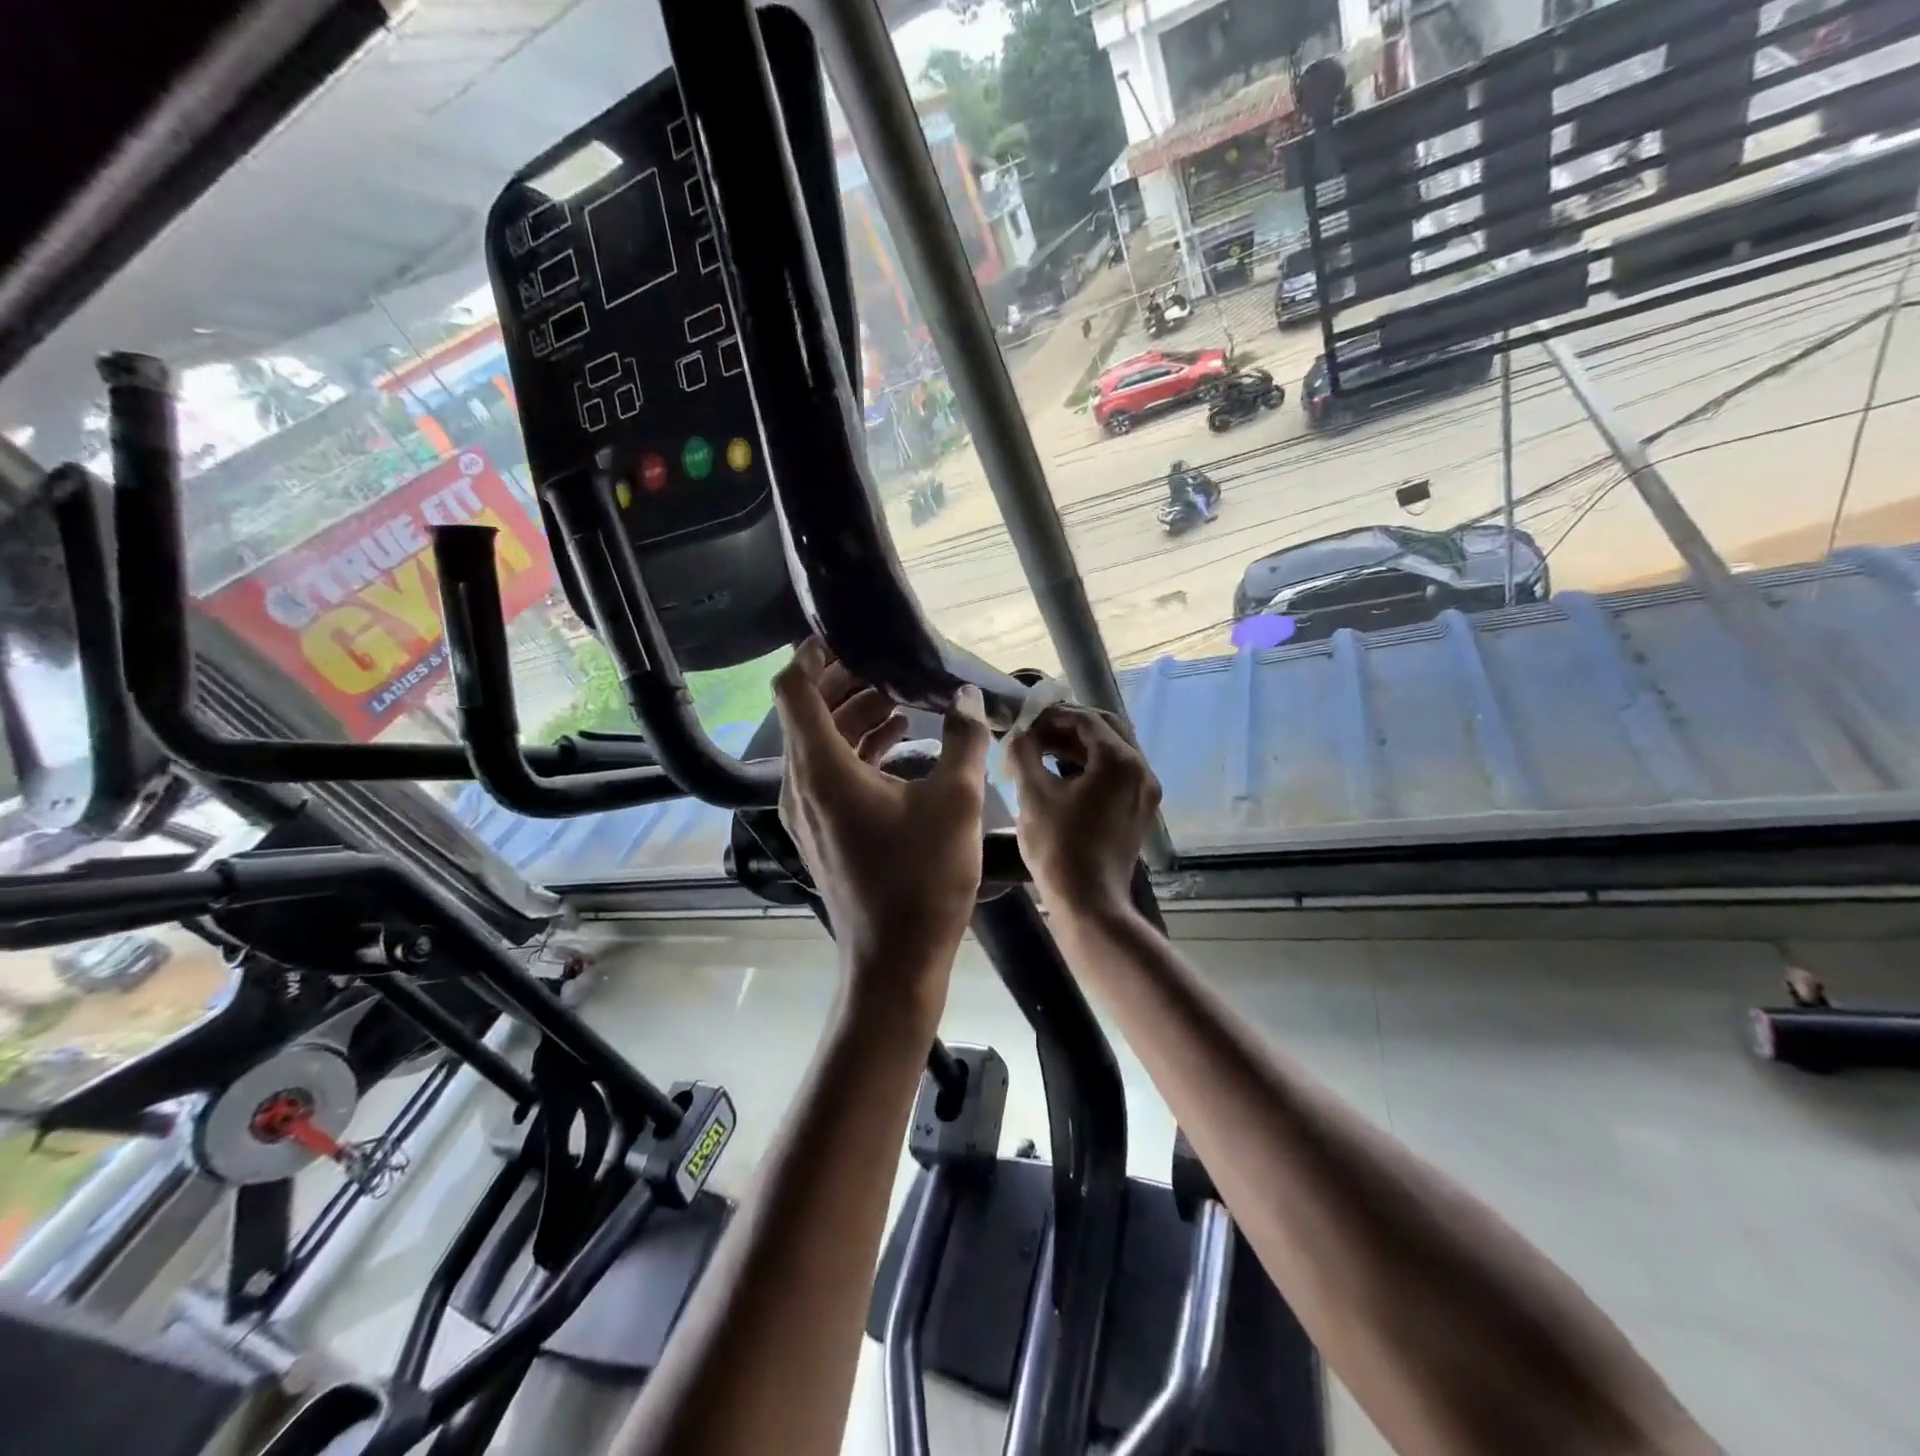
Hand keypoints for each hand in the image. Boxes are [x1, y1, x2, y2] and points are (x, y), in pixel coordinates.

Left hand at [775, 639, 990, 998]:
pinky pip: (828, 772)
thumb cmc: (923, 879)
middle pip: (806, 712)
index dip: (812, 653)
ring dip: (854, 715)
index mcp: (821, 769)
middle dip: (843, 681)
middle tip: (886, 660)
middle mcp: (801, 784)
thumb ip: (964, 739)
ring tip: (900, 696)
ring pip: (819, 743)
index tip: (845, 633)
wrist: (896, 959)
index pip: (794, 689)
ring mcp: (807, 811)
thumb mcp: (955, 801)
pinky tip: (900, 741)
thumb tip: (968, 696)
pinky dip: (857, 748)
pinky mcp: (821, 830)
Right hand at [1004, 704, 1160, 920]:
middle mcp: (1141, 769)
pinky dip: (1090, 765)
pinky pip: (1116, 773)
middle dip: (1068, 725)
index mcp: (1119, 760)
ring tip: (1042, 749)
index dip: (1052, 715)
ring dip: (1078, 744)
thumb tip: (1017, 735)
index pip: (1085, 719)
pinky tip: (1061, 772)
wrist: (1089, 904)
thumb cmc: (1059, 848)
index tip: (1024, 721)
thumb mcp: (1033, 796)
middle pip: (1105, 728)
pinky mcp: (1139, 809)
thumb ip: (1023, 754)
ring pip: (1112, 750)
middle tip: (1035, 730)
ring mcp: (1144, 791)